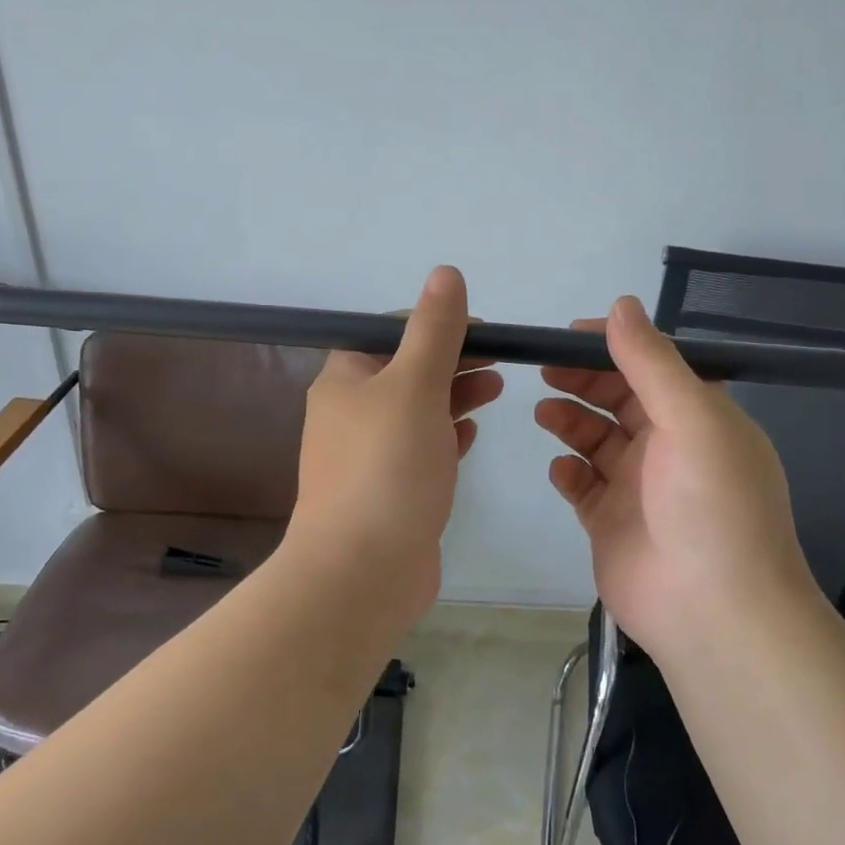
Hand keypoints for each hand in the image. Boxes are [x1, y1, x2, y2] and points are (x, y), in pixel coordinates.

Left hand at [288, 266, 502, 622]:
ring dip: (455, 395)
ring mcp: (368, 456)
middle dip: (453, 359)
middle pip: (405, 370)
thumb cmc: (387, 467)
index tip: (481, 330)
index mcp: (344, 379)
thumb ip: (434, 330)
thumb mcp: (414, 385)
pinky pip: (420, 450)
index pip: (388, 331)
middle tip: (500, 360)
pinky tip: (472, 434)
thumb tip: (445, 274)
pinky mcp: (388, 491)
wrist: (361, 571)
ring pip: (416, 411)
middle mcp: (350, 413)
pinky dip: (446, 435)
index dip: (434, 323)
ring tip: (498, 390)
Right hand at [535, 296, 823, 661]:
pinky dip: (568, 473)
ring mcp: (639, 488)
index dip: (614, 347)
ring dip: (571, 422)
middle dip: (583, 381)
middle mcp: (671, 448)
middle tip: (544, 370)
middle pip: (619, 400)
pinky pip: (583, 486)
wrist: (713, 611)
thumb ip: (651, 362)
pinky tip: (560, 470)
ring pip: (596, 441)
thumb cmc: (710, 505)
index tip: (569, 335)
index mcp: (700, 418)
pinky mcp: (611, 523)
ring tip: (544, 414)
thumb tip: (621, 305)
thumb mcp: (692, 419)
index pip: (653, 367)